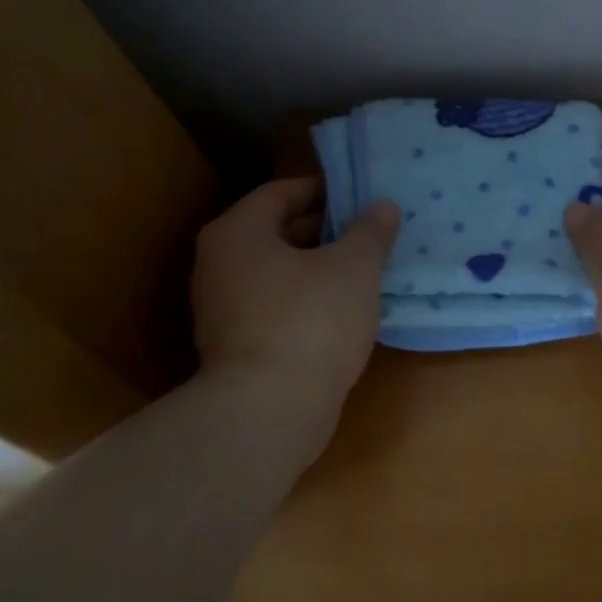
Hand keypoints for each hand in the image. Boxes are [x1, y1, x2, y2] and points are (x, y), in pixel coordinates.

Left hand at [192, 177, 398, 448]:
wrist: (269, 412)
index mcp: (238, 232)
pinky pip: (276, 306)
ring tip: (363, 268)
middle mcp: (219, 264)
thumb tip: (382, 206)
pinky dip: (306, 300)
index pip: (279, 192)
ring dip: (317, 267)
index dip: (322, 189)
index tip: (358, 195)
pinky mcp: (236, 346)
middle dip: (323, 229)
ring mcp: (222, 309)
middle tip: (368, 231)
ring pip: (277, 272)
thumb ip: (370, 232)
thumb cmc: (310, 321)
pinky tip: (343, 310)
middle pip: (276, 231)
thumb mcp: (354, 267)